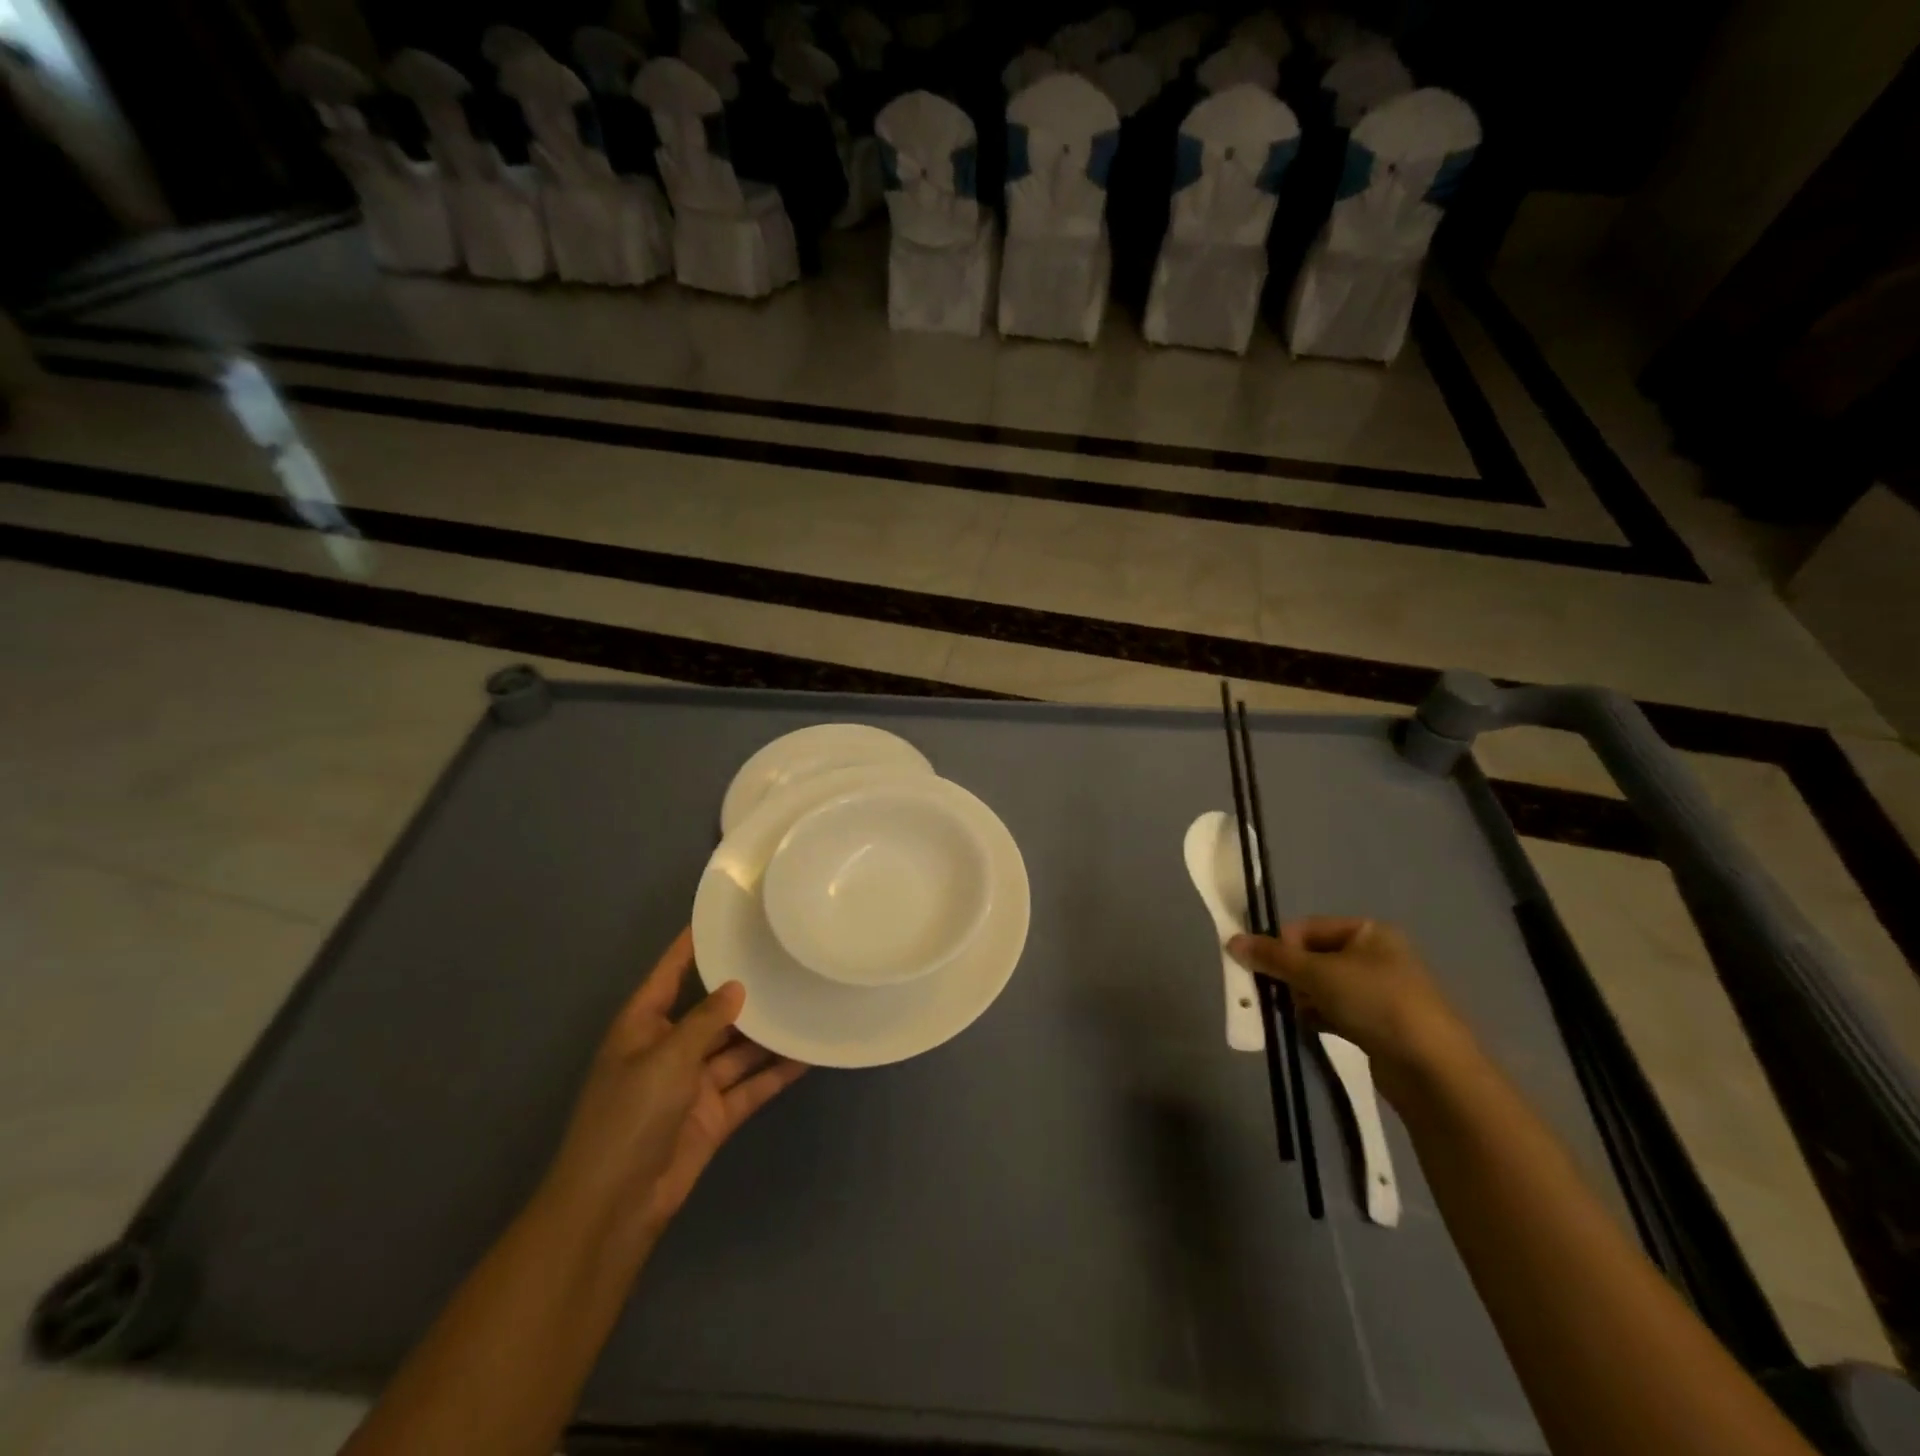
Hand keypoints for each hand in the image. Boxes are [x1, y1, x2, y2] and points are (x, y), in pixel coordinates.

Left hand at [538, 929, 807, 1243]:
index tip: (726, 916)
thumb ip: (705, 1020)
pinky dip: (775, 1072)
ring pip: (737, 1048)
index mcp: (643, 1025)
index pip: (671, 973)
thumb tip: (738, 988)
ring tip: (805, 999)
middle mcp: (669, 1048)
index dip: (693, 945)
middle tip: (785, 958)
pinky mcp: (714, 1115)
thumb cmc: (628, 1118)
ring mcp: (693, 1084)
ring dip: (767, 1032)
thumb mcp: (666, 1058)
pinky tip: (807, 1053)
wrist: (614, 1207)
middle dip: (744, 990)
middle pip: (712, 1010)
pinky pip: (749, 1085)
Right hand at [1229, 918, 1474, 1092]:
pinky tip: (1310, 1029)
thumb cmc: (1376, 1003)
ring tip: (1294, 1015)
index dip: (1281, 947)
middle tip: (1273, 994)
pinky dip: (1318, 1017)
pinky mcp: (1379, 1024)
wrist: (1433, 1070)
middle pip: (1312, 957)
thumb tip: (1231, 941)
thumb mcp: (1318, 973)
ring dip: (1302, 999)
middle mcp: (1375, 955)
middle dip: (1290, 976)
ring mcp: (1379, 992)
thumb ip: (1273, 957)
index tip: (1264, 969)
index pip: (1306, 928)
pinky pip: (1335, 1011)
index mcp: (1367, 932)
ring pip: (1322, 986)